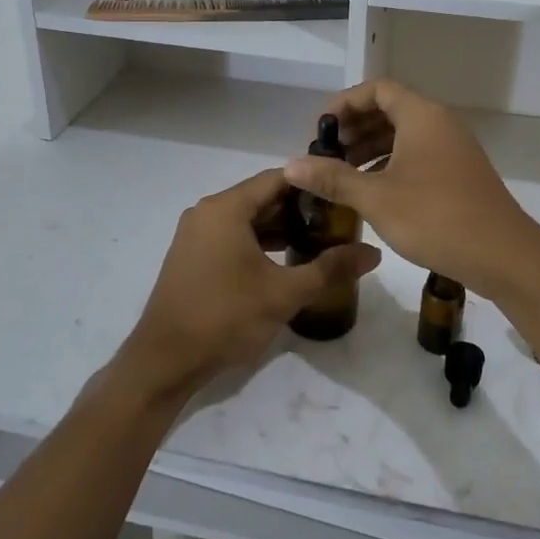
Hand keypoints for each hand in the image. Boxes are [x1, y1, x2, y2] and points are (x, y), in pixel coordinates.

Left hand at [125, 168, 379, 398]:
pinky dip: (258, 242)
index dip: (313, 184)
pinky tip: (285, 261)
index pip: (278, 178)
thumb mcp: (284, 294)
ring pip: (247, 219)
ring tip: (319, 242)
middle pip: (262, 197)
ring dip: (280, 228)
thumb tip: (374, 253)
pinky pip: (232, 235)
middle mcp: (207, 211)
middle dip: (300, 209)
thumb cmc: (225, 318)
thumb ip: (330, 269)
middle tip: (338, 222)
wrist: (165, 360)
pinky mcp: (192, 255)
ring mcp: (195, 234)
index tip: (343, 195)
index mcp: (226, 208)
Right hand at [282, 79, 539, 300]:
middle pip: (390, 110)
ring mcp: (454, 149)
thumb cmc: (435, 217)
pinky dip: (391, 163)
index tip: (320, 129)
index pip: (377, 89)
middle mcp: (440, 124)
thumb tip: (291, 165)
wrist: (503, 255)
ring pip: (405, 135)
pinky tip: (373, 191)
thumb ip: (333, 178)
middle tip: (325, 154)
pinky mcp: (460, 173)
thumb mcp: (376, 197)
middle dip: (355, 128)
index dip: (344, 104)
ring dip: (371, 148)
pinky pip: (418, 154)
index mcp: (422, 116)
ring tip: (342, 173)